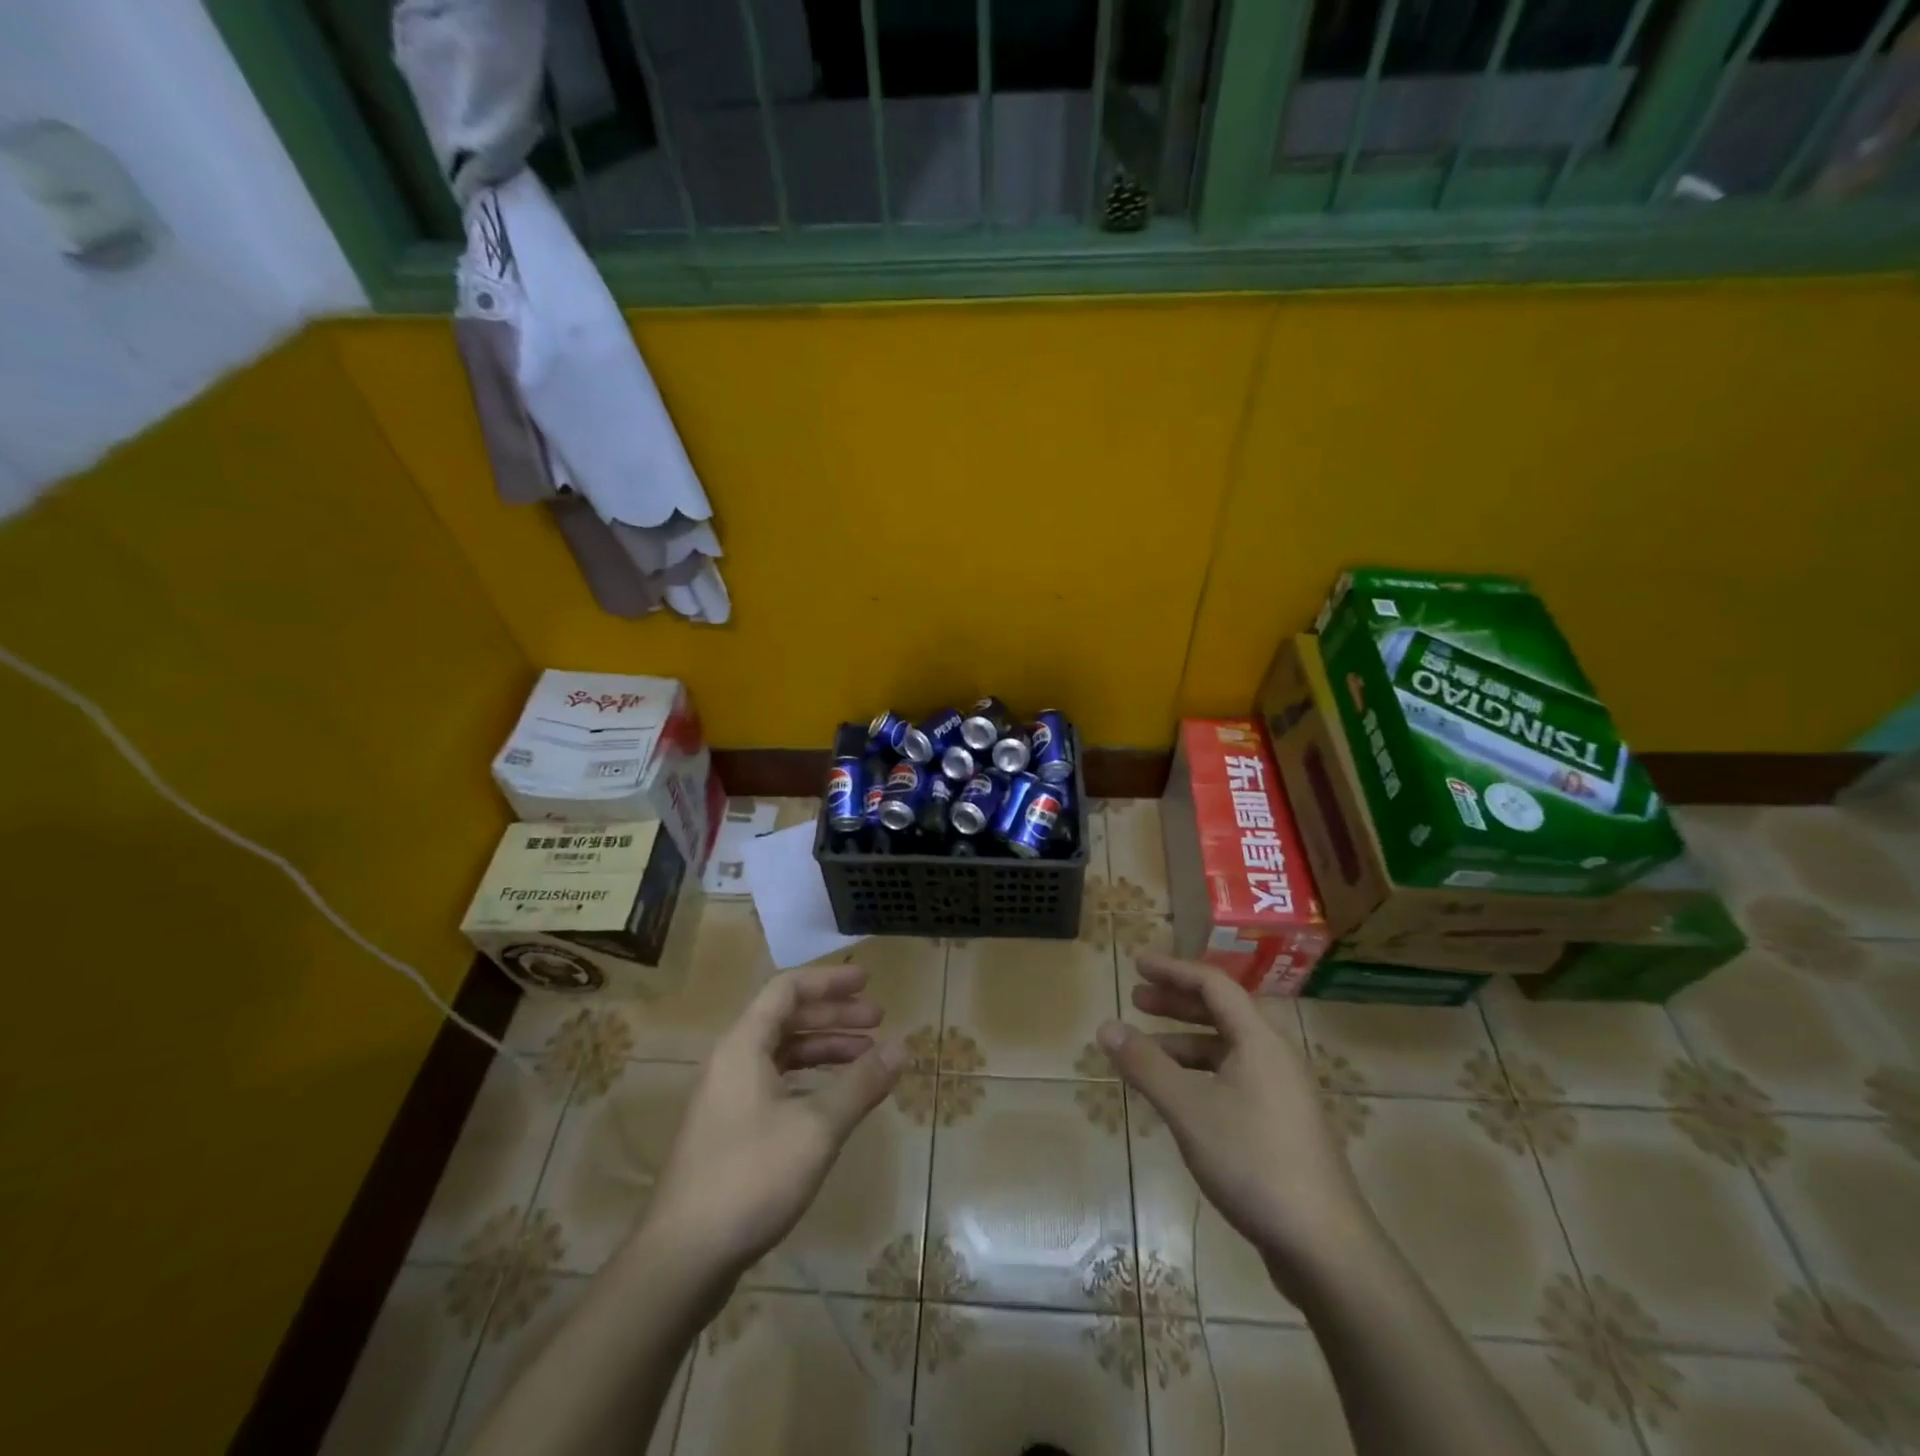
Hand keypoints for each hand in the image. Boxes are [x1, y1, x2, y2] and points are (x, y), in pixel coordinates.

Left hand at [641, 962, 904, 1278]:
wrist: (681, 1259)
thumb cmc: (751, 1178)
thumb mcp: (817, 1128)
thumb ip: (861, 1083)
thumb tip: (902, 1047)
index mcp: (744, 1045)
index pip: (788, 989)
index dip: (829, 981)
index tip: (867, 982)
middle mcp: (731, 1061)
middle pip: (787, 1019)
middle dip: (835, 1016)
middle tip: (879, 1021)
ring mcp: (727, 1098)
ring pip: (782, 1054)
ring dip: (824, 1049)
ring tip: (866, 1058)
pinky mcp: (729, 1131)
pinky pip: (775, 1084)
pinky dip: (809, 1080)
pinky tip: (835, 1100)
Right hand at [1097, 954, 1370, 1294]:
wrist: (1325, 1248)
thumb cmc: (1254, 1163)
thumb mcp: (1189, 1110)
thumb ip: (1146, 1065)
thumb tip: (1106, 1026)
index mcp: (1259, 1040)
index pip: (1213, 985)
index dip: (1173, 970)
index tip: (1137, 964)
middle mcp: (1275, 1056)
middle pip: (1222, 1012)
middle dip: (1177, 1002)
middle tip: (1138, 999)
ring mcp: (1282, 1092)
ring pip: (1227, 1049)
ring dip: (1186, 1041)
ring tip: (1147, 1052)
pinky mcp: (1283, 1125)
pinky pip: (1234, 1077)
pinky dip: (1202, 1073)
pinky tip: (1180, 1097)